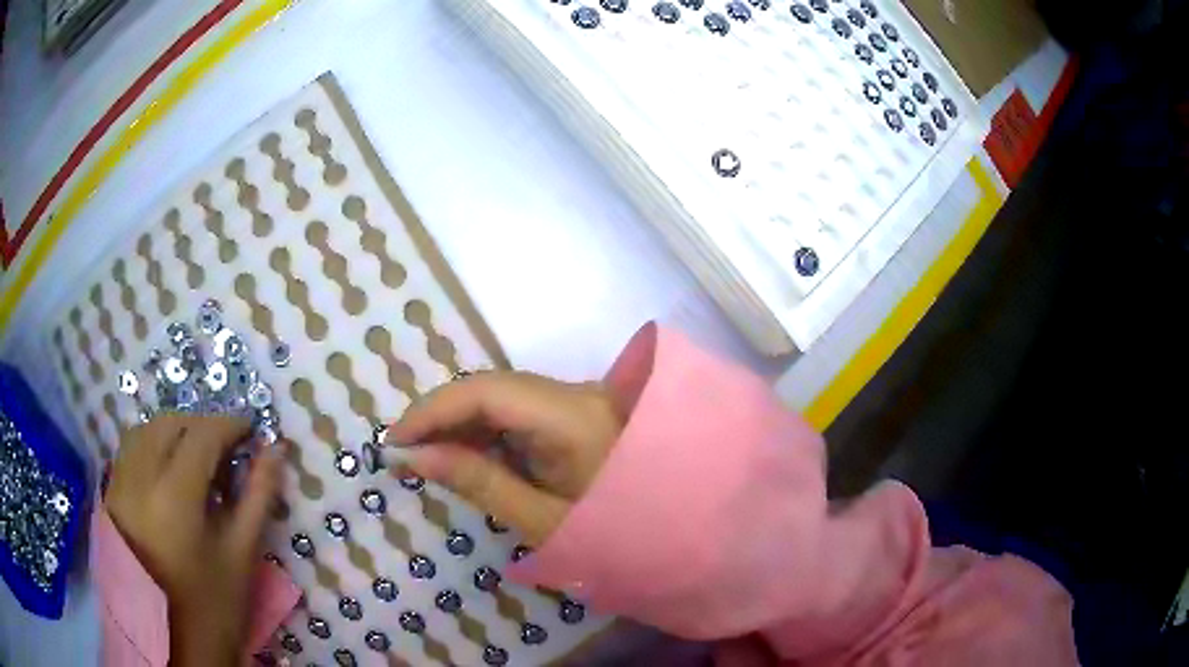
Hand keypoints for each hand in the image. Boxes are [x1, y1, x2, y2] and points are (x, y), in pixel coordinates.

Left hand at [106, 414, 281, 666]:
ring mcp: (120, 485)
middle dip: (202, 426)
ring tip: (197, 457)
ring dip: (175, 432)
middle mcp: (140, 479)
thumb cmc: (215, 603)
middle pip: (170, 424)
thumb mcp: (242, 553)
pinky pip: (130, 450)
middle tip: (227, 448)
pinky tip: (168, 470)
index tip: (252, 428)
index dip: (230, 425)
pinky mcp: (111, 495)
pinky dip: (152, 446)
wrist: (174, 639)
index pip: (202, 435)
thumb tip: (276, 451)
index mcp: (175, 496)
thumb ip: (258, 496)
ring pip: (145, 431)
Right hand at [385, 372, 625, 546]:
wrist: (677, 536)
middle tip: (402, 452)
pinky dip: (485, 430)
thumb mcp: (543, 521)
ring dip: (459, 422)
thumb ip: (480, 483)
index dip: (434, 409)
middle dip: (441, 416)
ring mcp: (580, 400)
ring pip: (503, 396)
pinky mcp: (577, 412)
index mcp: (577, 420)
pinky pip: (520, 411)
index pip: (489, 392)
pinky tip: (463, 455)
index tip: (395, 440)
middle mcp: (579, 395)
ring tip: (423, 456)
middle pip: (493, 387)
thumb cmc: (618, 539)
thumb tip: (415, 455)